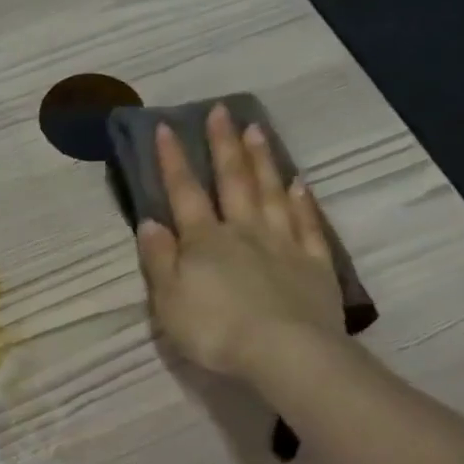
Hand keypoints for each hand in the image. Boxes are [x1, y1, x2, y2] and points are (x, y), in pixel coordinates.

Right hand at [135, 104, 344, 382]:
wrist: (283, 352)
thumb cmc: (214, 330)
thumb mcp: (168, 300)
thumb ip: (159, 259)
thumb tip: (150, 222)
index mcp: (204, 241)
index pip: (184, 192)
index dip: (173, 160)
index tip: (167, 126)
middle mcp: (243, 231)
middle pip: (233, 181)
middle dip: (223, 145)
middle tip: (221, 111)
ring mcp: (283, 244)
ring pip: (271, 193)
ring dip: (262, 160)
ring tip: (257, 130)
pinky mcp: (314, 264)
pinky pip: (307, 224)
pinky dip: (302, 201)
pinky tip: (299, 183)